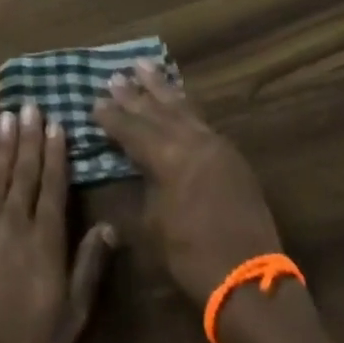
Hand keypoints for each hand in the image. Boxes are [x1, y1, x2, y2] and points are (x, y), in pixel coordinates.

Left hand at [0, 104, 116, 342]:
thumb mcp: (69, 319)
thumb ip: (87, 270)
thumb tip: (108, 227)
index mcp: (45, 242)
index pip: (53, 187)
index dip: (56, 154)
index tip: (57, 124)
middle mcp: (15, 224)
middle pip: (24, 172)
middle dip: (29, 137)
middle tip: (32, 105)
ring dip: (3, 143)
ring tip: (8, 115)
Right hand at [93, 61, 282, 303]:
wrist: (248, 277)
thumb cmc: (190, 256)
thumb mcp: (152, 225)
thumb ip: (142, 188)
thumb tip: (134, 169)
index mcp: (169, 158)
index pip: (133, 129)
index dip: (112, 116)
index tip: (95, 101)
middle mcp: (193, 142)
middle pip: (158, 111)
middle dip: (135, 94)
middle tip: (115, 75)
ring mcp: (216, 145)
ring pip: (183, 108)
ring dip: (162, 88)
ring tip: (145, 66)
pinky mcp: (231, 156)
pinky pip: (202, 119)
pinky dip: (185, 105)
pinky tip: (179, 99)